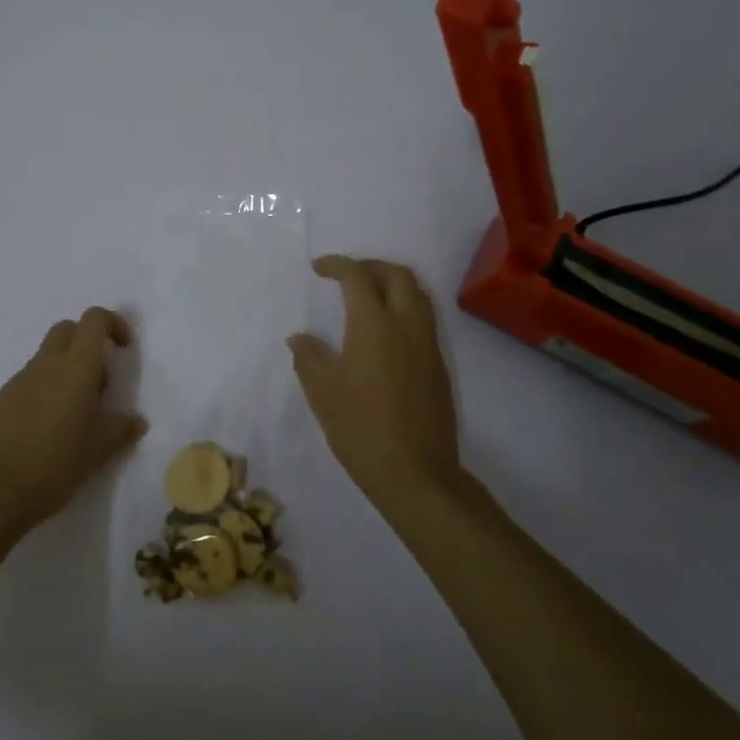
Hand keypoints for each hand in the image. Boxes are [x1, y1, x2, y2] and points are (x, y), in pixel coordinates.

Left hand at [0, 308, 147, 533]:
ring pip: (47, 356)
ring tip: (75, 415)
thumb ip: (121, 430)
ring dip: (66, 370)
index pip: (93, 320)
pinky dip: (45, 389)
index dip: (113, 324)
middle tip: (100, 382)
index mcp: (75, 370)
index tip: (124, 348)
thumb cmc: (54, 467)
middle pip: (67, 329)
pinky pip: (29, 380)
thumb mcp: (98, 452)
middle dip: (88, 342)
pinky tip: (47, 428)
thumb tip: (137, 420)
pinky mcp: (0, 399)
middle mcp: (45, 365)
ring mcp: (18, 380)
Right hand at [289, 255, 460, 507]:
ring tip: (367, 298)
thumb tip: (300, 338)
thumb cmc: (361, 429)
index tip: (318, 268)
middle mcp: (407, 326)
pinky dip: (404, 308)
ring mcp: (428, 346)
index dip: (337, 265)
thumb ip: (309, 357)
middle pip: (398, 275)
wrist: (416, 474)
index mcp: (375, 325)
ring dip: (392, 284)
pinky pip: (424, 320)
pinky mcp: (438, 367)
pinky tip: (384, 333)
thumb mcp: (322, 393)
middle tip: (346, 276)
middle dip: (371, 266)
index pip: (358, 277)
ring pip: (418, 295)